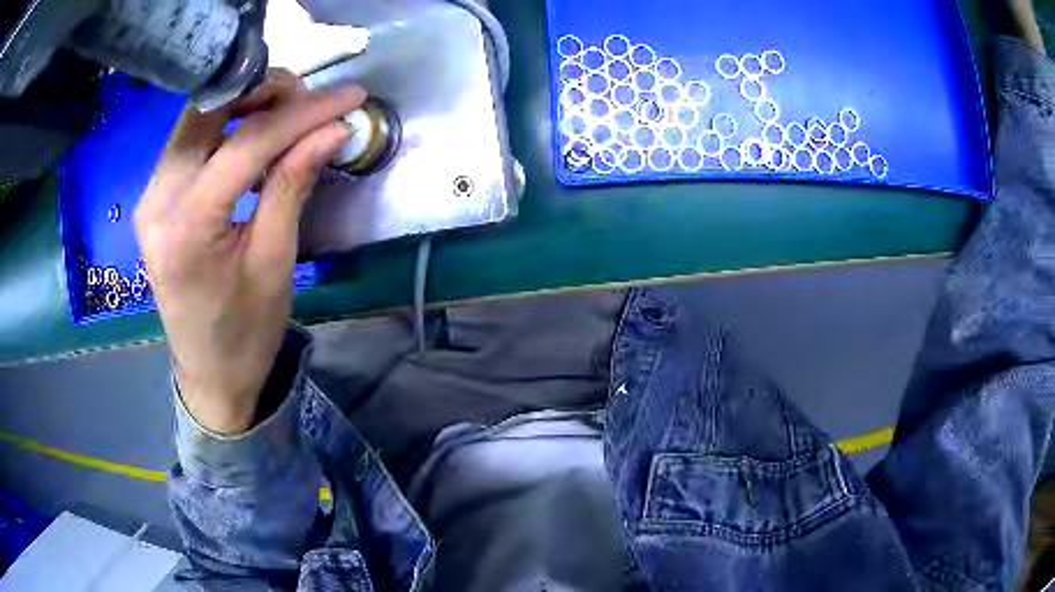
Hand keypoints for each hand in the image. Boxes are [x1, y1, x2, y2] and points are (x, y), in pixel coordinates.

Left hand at [135, 70, 365, 434]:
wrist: (209, 373)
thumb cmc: (245, 333)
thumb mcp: (275, 262)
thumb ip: (294, 184)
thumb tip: (333, 129)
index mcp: (187, 227)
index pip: (246, 143)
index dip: (302, 113)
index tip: (349, 97)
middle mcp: (157, 201)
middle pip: (208, 111)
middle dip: (263, 92)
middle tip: (309, 100)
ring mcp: (151, 197)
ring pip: (197, 118)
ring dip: (244, 103)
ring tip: (288, 113)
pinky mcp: (155, 198)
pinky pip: (190, 140)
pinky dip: (226, 124)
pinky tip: (255, 135)